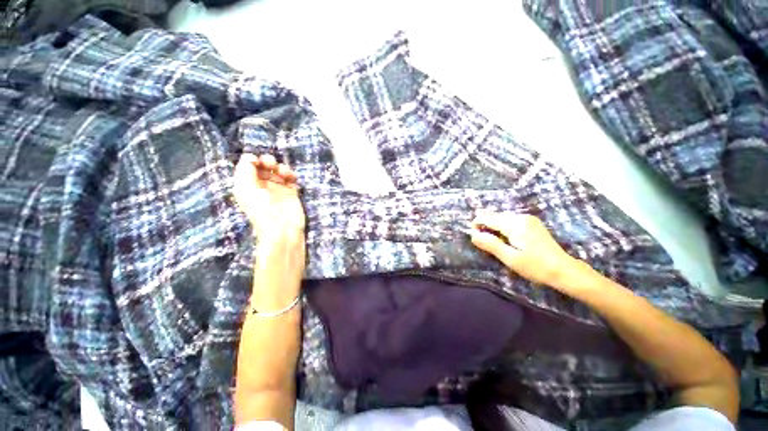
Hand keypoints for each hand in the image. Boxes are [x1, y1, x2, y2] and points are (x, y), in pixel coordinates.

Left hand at [233, 153, 305, 243]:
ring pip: (278, 170)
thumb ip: (245, 170)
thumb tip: (249, 156)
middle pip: (264, 166)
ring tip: (283, 172)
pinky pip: (291, 178)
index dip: (252, 160)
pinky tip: (291, 177)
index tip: (257, 161)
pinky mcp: (291, 193)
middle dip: (267, 161)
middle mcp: (261, 186)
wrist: (281, 228)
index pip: (248, 166)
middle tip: (271, 164)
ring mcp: (277, 189)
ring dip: (281, 167)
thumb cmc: (261, 210)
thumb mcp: (246, 189)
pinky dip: (291, 175)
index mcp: (246, 185)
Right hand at [470, 213, 577, 287]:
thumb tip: (472, 235)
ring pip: (501, 219)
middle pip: (494, 217)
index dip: (477, 226)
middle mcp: (520, 216)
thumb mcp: (510, 258)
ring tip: (499, 246)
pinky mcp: (532, 223)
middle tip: (489, 247)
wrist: (565, 270)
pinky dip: (504, 230)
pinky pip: (510, 222)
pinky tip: (509, 242)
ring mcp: (528, 219)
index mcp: (515, 224)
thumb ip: (490, 244)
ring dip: (495, 230)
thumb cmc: (536, 267)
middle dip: (486, 229)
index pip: (487, 218)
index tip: (476, 240)